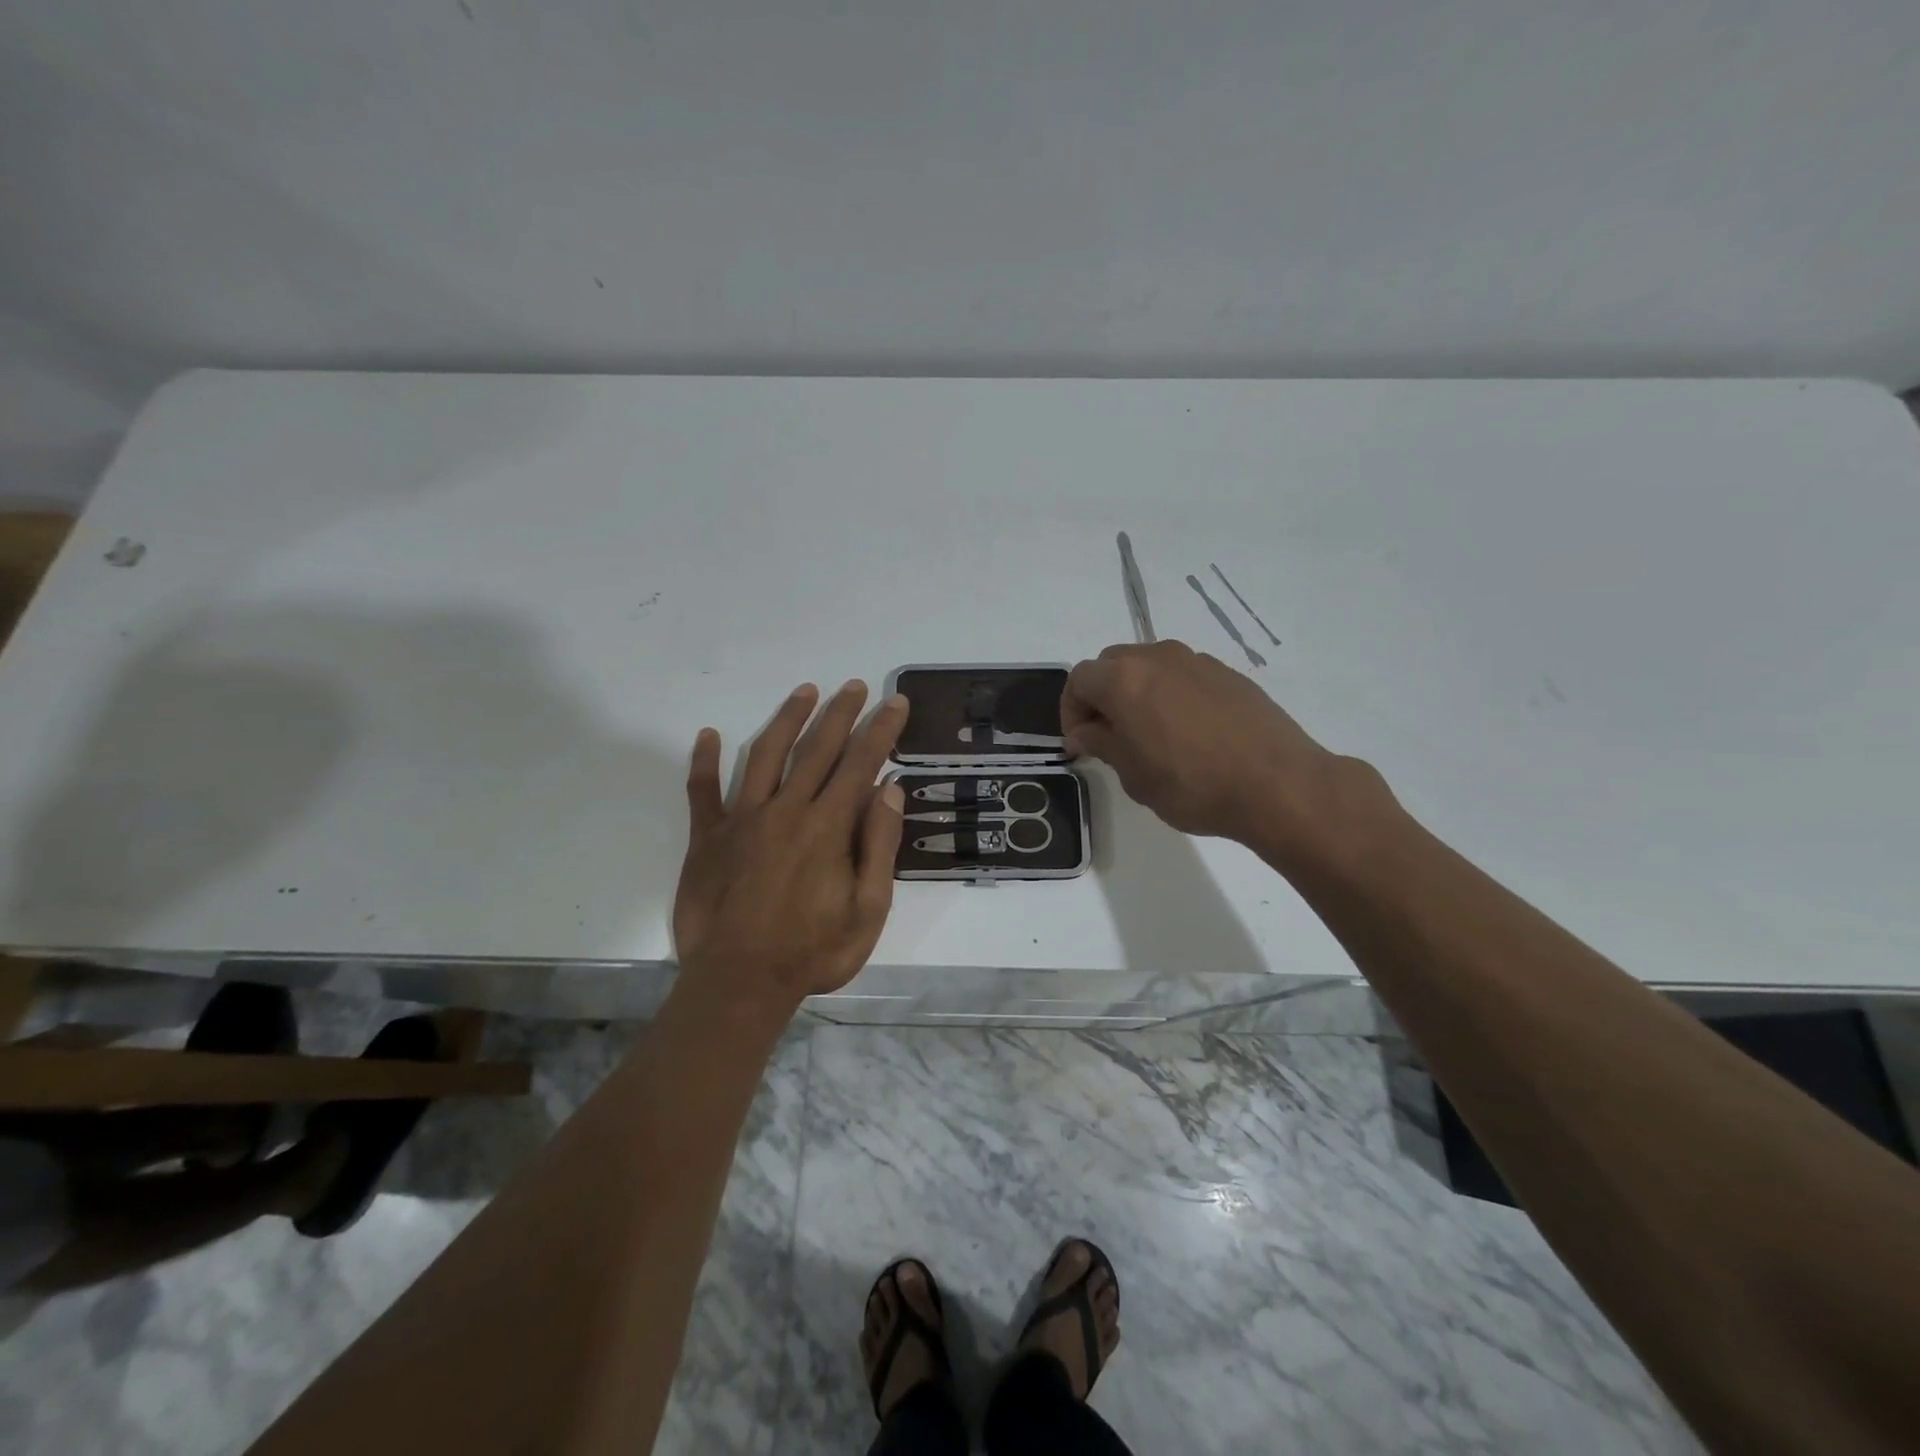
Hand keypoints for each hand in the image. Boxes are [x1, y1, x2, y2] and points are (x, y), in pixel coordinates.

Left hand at [673, 680, 907, 1016]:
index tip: (894, 703)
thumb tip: (890, 791)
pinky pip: (702, 791)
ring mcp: (742, 820)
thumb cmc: (813, 951)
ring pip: (765, 755)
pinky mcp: (708, 838)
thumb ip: (879, 847)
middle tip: (855, 686)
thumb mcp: (868, 910)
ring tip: (804, 691)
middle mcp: (786, 811)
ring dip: (787, 719)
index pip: (860, 764)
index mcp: (827, 827)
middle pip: (816, 748)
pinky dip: (703, 762)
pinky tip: (707, 734)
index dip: (880, 730)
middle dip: (840, 713)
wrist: (739, 983)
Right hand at [1061, 641, 1391, 861]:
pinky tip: (1186, 732)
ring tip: (1147, 733)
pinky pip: (1183, 676)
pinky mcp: (1228, 673)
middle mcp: (1158, 658)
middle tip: (1108, 735)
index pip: (1079, 680)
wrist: (1278, 784)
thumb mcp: (1134, 775)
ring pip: (1149, 666)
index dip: (1070, 711)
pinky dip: (1170, 694)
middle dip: (1101, 696)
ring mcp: (1197, 661)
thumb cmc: (1193, 785)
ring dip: (1136, 692)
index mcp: (1125, 679)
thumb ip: (1102, 743)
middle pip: (1112, 664)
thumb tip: (1085, 731)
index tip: (1080, 743)